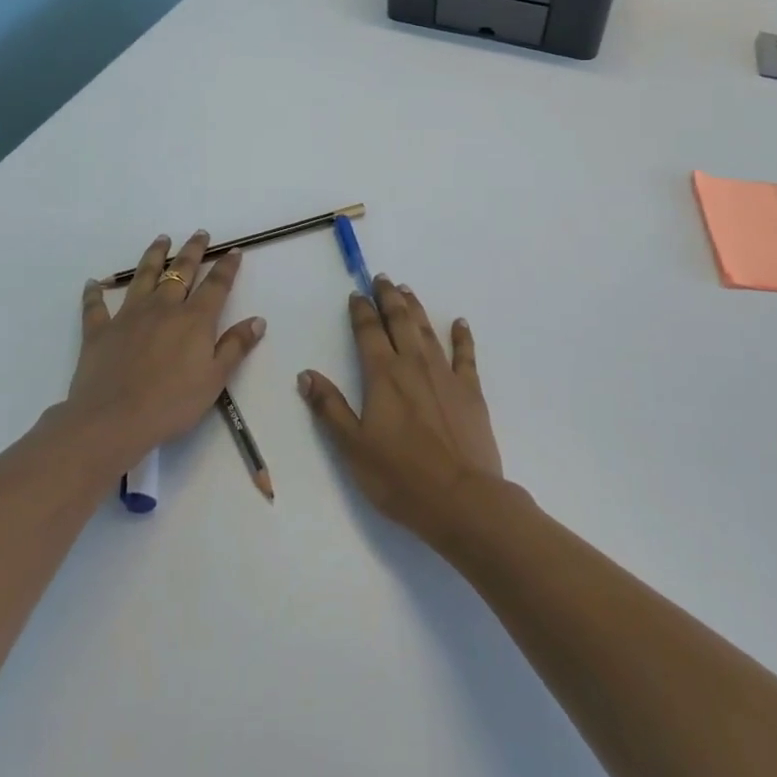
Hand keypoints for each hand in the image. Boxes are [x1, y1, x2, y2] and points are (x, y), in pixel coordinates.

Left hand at [64, 231, 266, 471]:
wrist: (112, 420)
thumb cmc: (171, 403)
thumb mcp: (214, 379)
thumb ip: (235, 347)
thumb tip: (258, 320)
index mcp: (194, 319)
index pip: (216, 285)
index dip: (226, 267)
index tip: (233, 251)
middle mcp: (162, 308)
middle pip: (180, 271)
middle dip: (193, 251)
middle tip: (200, 233)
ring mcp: (128, 316)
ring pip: (143, 276)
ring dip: (153, 255)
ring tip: (162, 239)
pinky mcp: (99, 331)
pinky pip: (95, 306)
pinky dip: (94, 292)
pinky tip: (93, 282)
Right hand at [297, 276, 502, 544]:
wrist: (461, 498)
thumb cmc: (399, 477)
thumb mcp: (352, 447)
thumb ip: (330, 408)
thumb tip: (306, 374)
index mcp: (383, 375)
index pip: (368, 332)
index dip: (360, 310)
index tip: (356, 293)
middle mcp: (413, 364)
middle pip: (400, 320)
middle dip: (388, 297)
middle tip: (382, 278)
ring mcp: (445, 374)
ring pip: (427, 330)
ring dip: (416, 308)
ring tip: (407, 290)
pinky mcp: (470, 390)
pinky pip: (466, 354)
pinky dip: (462, 336)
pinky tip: (460, 323)